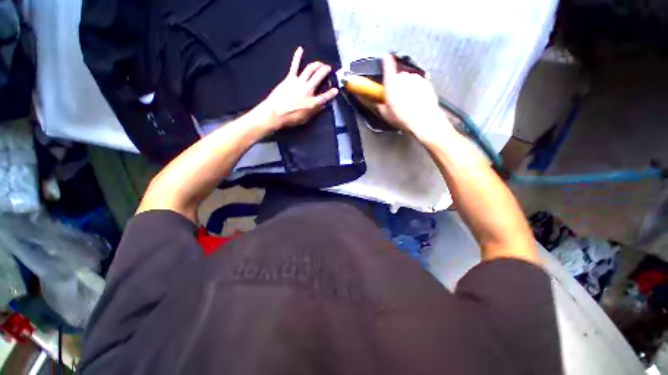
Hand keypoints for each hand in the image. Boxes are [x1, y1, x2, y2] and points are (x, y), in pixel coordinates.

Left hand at [253, 47, 338, 130]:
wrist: (275, 113)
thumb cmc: (291, 118)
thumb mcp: (306, 119)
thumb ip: (315, 111)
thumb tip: (322, 105)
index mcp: (313, 102)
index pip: (326, 96)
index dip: (332, 93)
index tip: (336, 90)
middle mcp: (308, 90)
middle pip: (319, 77)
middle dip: (325, 71)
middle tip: (328, 69)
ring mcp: (299, 82)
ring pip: (310, 69)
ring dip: (317, 64)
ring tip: (320, 63)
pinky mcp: (290, 78)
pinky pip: (294, 65)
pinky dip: (297, 57)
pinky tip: (300, 49)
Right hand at [376, 55, 451, 141]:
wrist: (423, 120)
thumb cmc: (402, 117)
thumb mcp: (385, 114)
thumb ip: (380, 104)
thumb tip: (378, 101)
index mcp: (392, 83)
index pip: (388, 65)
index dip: (386, 61)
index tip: (386, 57)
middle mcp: (404, 77)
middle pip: (399, 75)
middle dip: (397, 83)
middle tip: (397, 97)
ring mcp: (417, 79)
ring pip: (409, 79)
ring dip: (407, 86)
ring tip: (408, 101)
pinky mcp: (426, 83)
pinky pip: (418, 83)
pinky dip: (416, 89)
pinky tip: (416, 100)